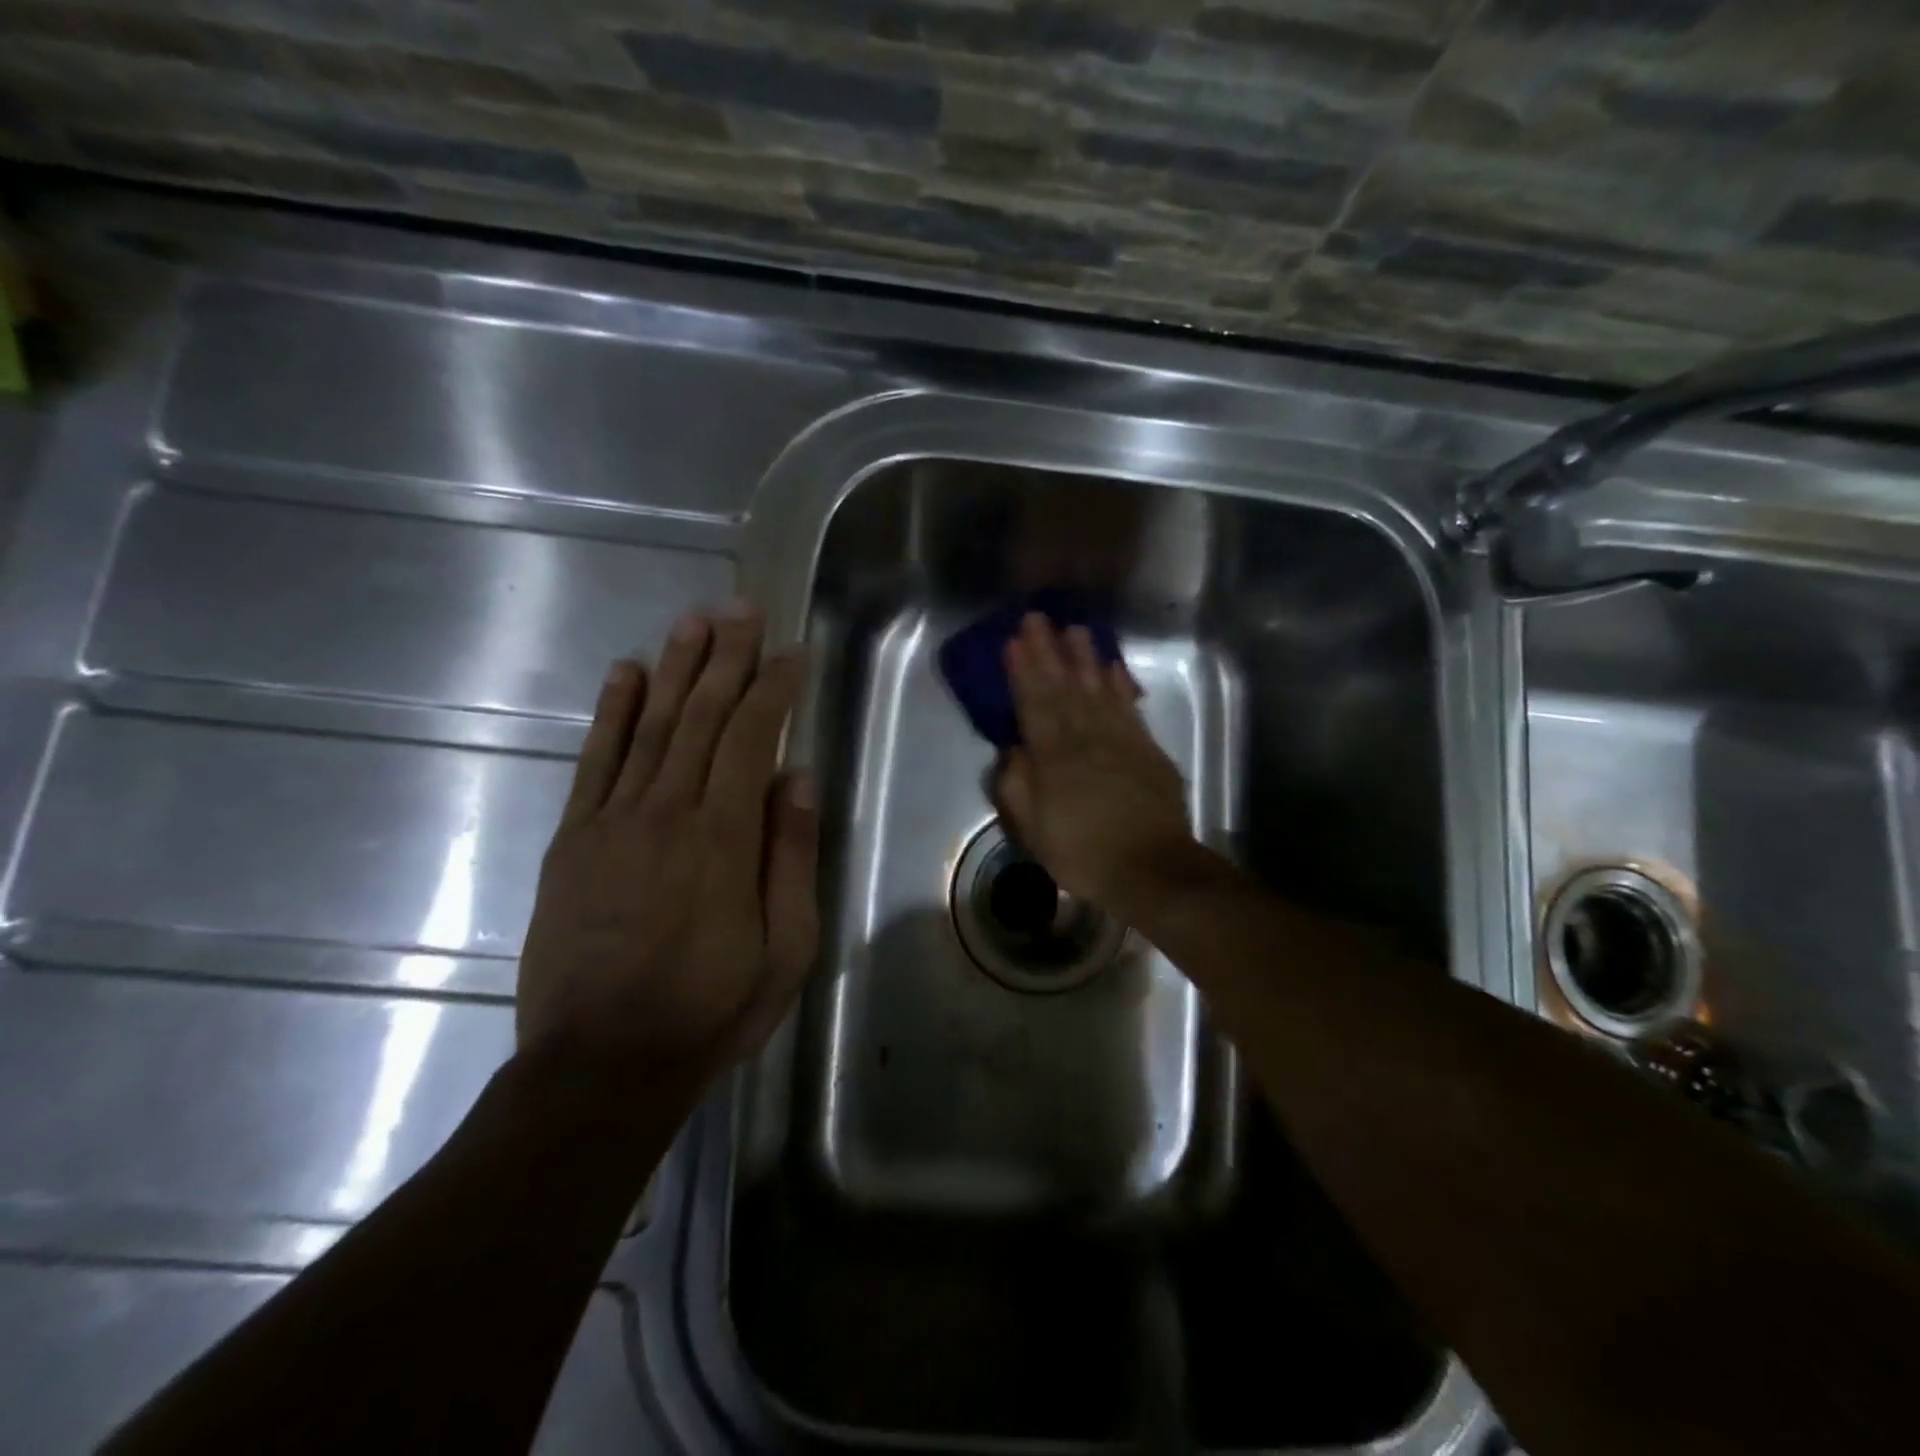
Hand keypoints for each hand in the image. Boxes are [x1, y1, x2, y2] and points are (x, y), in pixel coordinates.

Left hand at [517, 604, 818, 1101]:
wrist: (602, 1064)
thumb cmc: (711, 1008)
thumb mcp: (786, 946)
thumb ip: (790, 855)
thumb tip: (796, 777)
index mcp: (724, 837)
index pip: (752, 738)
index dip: (772, 688)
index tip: (789, 651)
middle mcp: (668, 811)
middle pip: (702, 716)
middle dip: (726, 658)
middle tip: (741, 610)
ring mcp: (612, 821)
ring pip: (651, 726)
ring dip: (675, 668)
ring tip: (693, 622)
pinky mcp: (573, 839)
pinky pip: (595, 761)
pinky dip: (612, 712)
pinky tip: (626, 673)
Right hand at [994, 613, 1196, 914]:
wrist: (1151, 869)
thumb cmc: (1083, 854)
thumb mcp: (1034, 831)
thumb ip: (1017, 788)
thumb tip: (1013, 751)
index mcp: (1054, 757)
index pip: (1033, 705)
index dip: (1023, 672)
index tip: (1013, 641)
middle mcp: (1086, 738)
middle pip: (1064, 688)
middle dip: (1048, 651)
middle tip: (1037, 618)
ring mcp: (1121, 740)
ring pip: (1098, 690)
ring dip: (1084, 658)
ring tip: (1074, 630)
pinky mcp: (1148, 750)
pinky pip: (1130, 708)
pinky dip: (1121, 685)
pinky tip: (1113, 667)